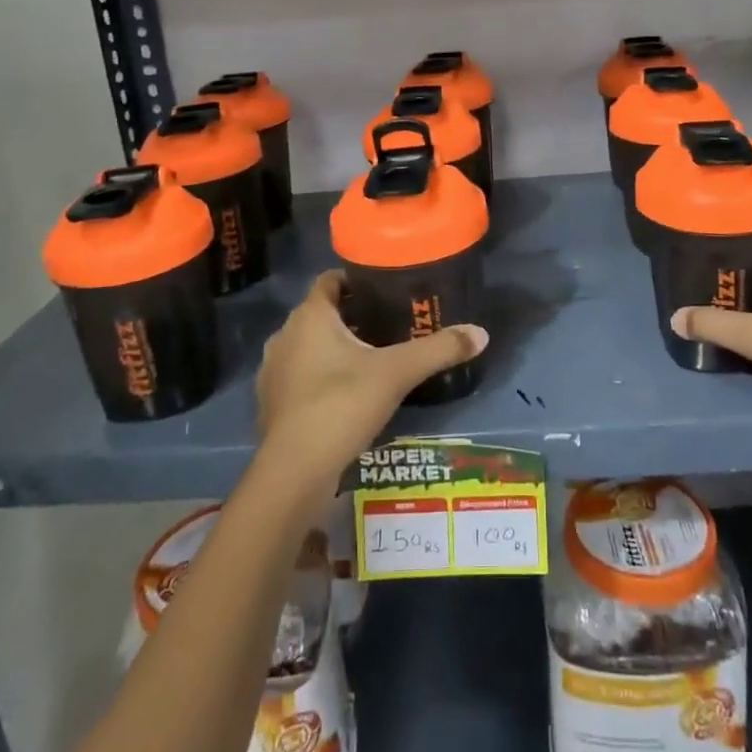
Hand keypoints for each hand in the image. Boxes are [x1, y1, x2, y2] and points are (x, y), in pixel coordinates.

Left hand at [255, 270, 486, 488]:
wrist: (294, 471)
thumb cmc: (342, 404)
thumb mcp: (398, 373)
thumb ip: (439, 350)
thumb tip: (481, 333)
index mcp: (310, 316)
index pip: (330, 280)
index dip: (356, 279)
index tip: (385, 288)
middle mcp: (285, 334)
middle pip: (323, 313)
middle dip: (353, 315)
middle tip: (390, 322)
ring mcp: (273, 370)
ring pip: (309, 345)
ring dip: (335, 347)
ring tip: (373, 357)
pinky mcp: (270, 402)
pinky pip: (300, 374)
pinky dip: (321, 375)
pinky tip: (347, 393)